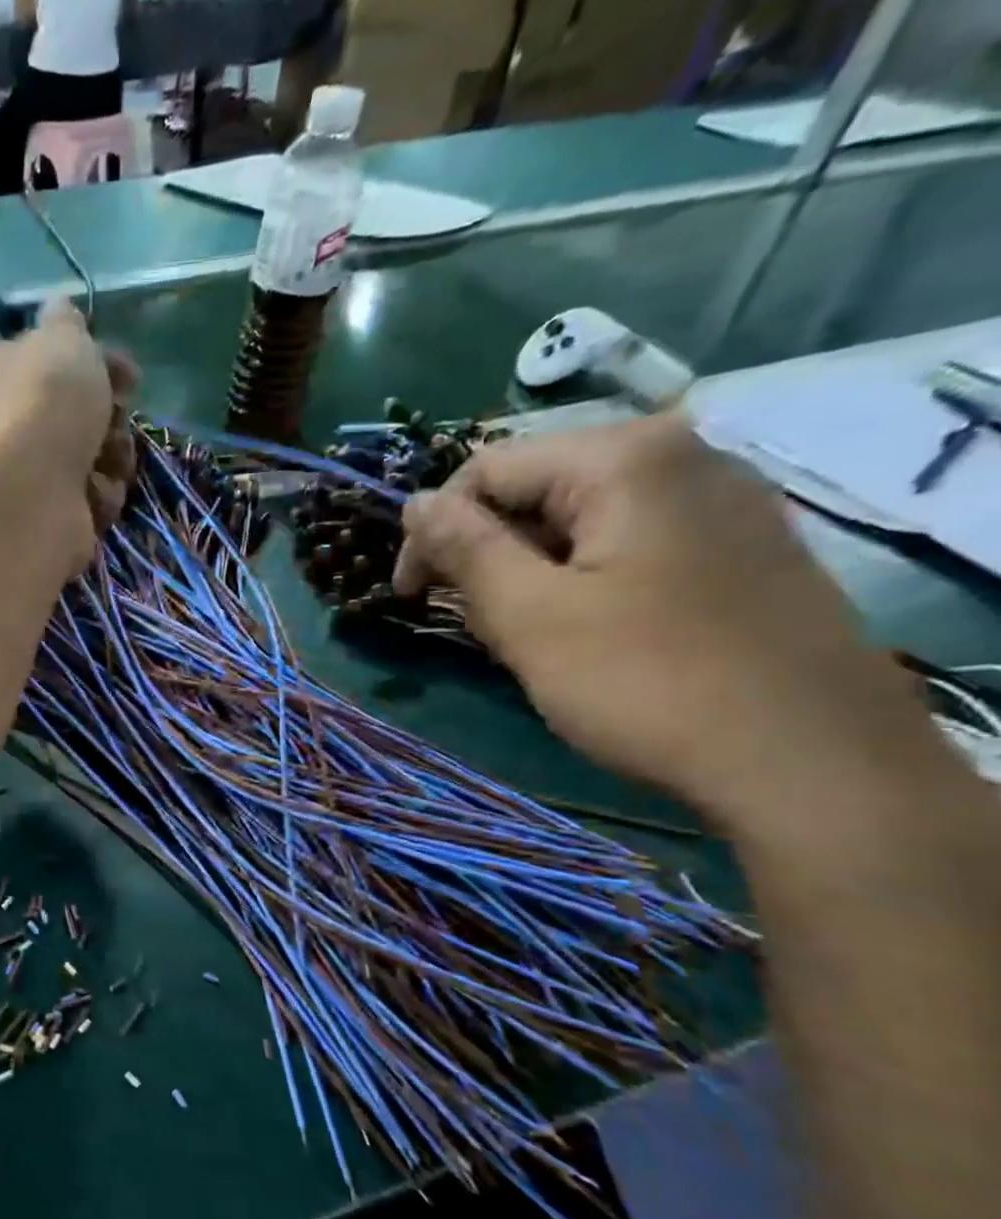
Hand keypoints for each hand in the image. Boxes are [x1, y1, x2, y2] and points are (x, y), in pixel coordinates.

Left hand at [0, 299, 138, 554]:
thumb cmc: (43, 404)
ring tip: (106, 461)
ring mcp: (28, 475)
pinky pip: (92, 499)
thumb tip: (60, 308)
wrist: (28, 496)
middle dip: (110, 417)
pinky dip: (100, 496)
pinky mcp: (49, 516)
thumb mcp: (60, 340)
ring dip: (113, 458)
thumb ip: (65, 323)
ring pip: (94, 458)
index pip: (53, 361)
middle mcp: (8, 424)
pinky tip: (92, 496)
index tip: (127, 373)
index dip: (97, 363)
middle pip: (80, 414)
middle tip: (114, 417)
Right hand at [392, 413, 926, 823]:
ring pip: (582, 516)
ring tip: (524, 632)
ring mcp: (724, 499)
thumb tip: (415, 502)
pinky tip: (587, 629)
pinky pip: (631, 539)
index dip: (431, 531)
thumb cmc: (647, 682)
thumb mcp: (529, 615)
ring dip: (530, 567)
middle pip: (537, 486)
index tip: (409, 597)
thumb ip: (464, 548)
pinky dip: (583, 575)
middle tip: (471, 620)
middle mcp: (683, 455)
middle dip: (486, 550)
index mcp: (626, 458)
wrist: (810, 761)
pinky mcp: (742, 545)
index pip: (485, 469)